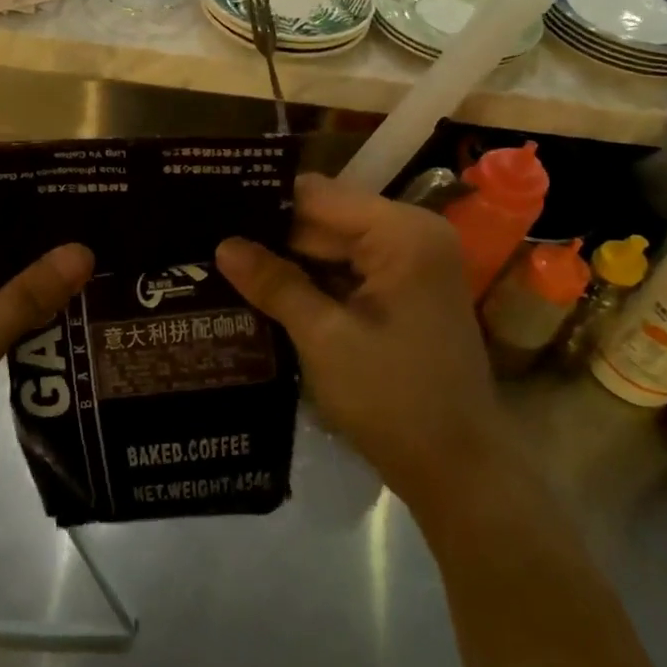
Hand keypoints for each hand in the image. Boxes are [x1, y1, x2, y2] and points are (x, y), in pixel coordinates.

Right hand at [215, 173, 502, 510]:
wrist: (458, 471)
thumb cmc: (394, 399)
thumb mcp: (324, 338)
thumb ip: (274, 284)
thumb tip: (222, 245)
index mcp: (402, 233)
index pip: (317, 196)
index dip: (264, 204)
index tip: (211, 210)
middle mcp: (412, 235)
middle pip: (325, 218)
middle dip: (271, 234)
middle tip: (209, 241)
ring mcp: (411, 265)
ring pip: (332, 246)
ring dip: (287, 259)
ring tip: (223, 261)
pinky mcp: (404, 292)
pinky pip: (347, 270)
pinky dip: (311, 280)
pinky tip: (263, 288)